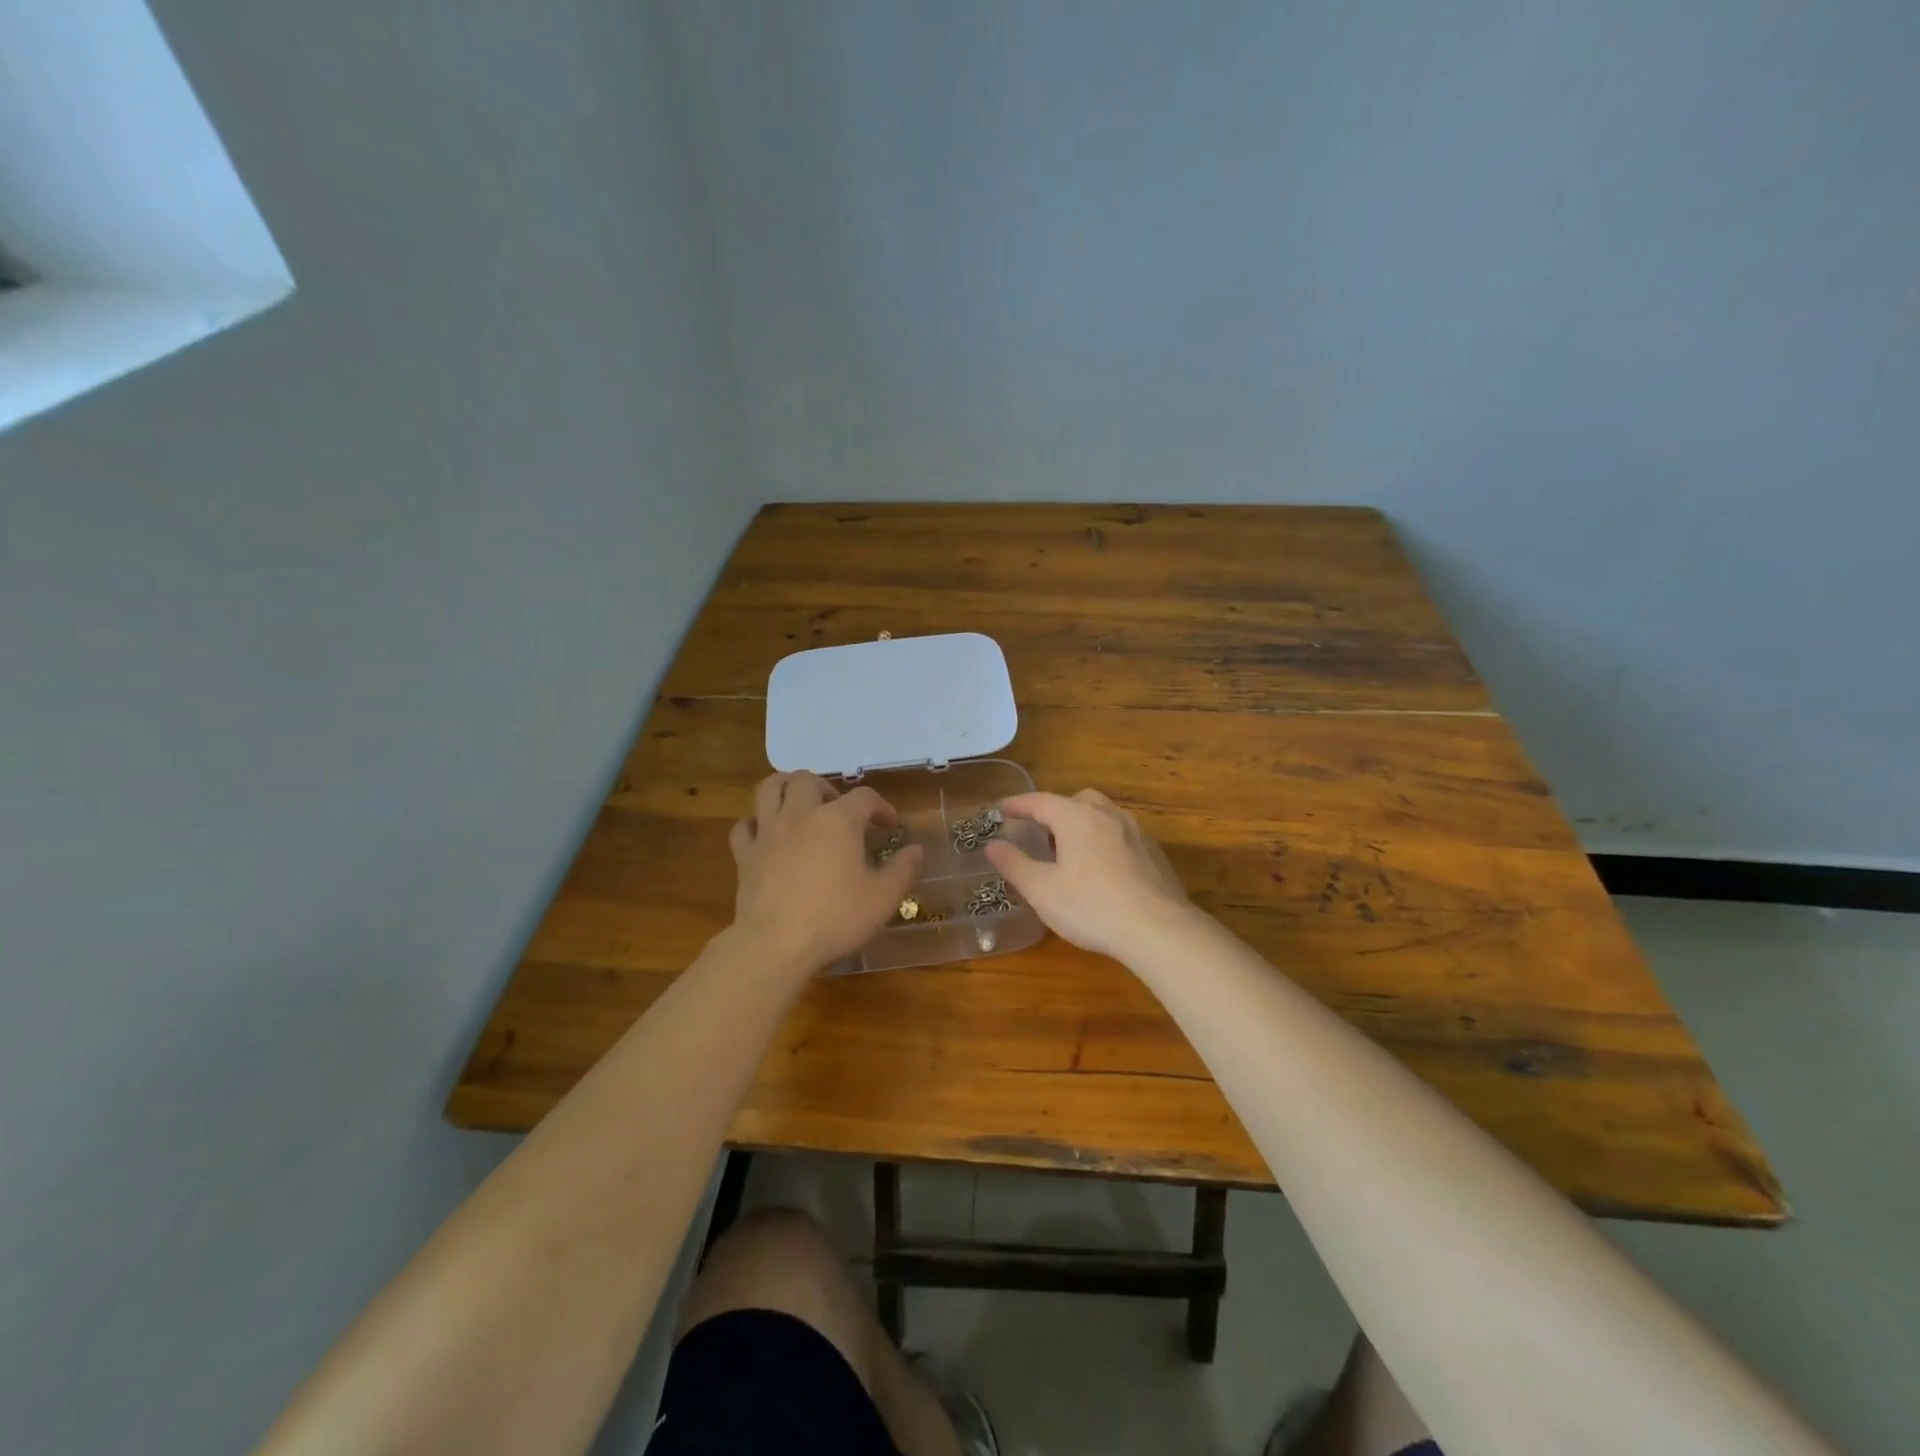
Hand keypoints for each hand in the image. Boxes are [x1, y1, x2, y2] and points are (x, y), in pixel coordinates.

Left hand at [729, 772, 923, 972]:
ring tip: (800, 804)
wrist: (775, 945)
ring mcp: (768, 832)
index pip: (864, 798)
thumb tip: (916, 850)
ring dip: (786, 788)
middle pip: (808, 780)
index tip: (890, 826)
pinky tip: (766, 835)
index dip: (880, 807)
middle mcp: (801, 815)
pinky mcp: (745, 855)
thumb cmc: (835, 918)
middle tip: (839, 811)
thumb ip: (903, 870)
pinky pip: (744, 826)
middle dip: (827, 788)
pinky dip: (756, 823)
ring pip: (770, 789)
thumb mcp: (883, 898)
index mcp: (838, 820)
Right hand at [985, 789, 1195, 960]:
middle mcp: (1108, 815)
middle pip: (1077, 800)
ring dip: (1082, 824)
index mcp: (1077, 817)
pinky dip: (1104, 841)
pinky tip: (1101, 869)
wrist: (1159, 930)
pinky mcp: (1154, 854)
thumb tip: (992, 845)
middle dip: (1055, 810)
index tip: (1001, 809)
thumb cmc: (1091, 906)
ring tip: (1069, 850)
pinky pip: (1122, 835)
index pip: (1040, 801)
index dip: (1018, 804)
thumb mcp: (1042, 890)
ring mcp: (1136, 833)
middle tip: (1039, 831)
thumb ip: (1015, 864)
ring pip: (1103, 815)